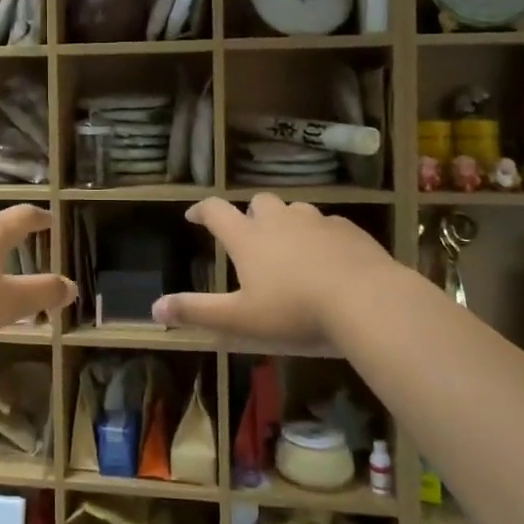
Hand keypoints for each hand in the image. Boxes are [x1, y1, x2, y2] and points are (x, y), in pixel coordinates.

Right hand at [151, 195, 395, 348]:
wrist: (368, 302)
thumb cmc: (295, 312)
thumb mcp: (240, 320)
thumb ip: (197, 312)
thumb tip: (155, 306)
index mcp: (248, 238)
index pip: (215, 211)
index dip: (201, 211)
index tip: (193, 216)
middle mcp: (279, 220)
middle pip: (258, 202)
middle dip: (249, 214)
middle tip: (249, 235)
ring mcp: (317, 222)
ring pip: (295, 210)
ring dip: (286, 222)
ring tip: (289, 246)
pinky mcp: (350, 231)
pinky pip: (328, 225)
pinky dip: (320, 236)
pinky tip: (329, 258)